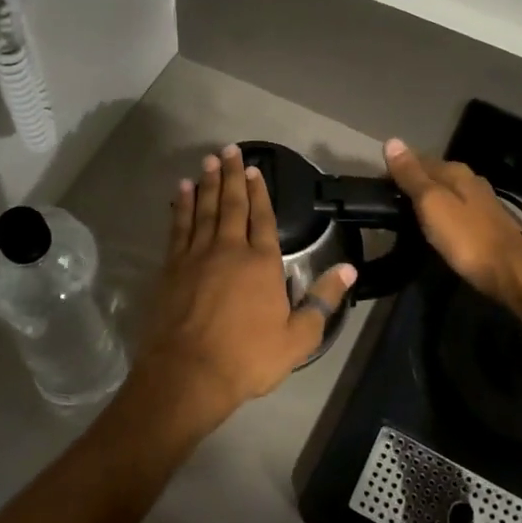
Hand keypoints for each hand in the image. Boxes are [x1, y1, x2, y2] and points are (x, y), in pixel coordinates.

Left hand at [131, 144, 355, 426]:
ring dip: (207, 183)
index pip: (263, 218)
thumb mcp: (298, 338)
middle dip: (231, 175)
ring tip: (208, 160)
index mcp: (261, 263)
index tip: (256, 170)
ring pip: (203, 209)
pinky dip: (181, 207)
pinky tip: (181, 192)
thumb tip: (349, 270)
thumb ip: (322, 301)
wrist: (188, 373)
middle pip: (231, 204)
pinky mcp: (172, 267)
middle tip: (229, 149)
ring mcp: (196, 256)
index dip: (260, 193)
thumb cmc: (248, 358)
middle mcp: (228, 249)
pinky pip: (178, 227)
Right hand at [384, 137, 521, 308]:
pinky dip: (442, 214)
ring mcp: (482, 203)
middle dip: (412, 184)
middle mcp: (471, 181)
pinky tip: (435, 227)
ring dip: (428, 200)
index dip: (397, 170)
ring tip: (407, 215)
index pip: (418, 160)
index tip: (378, 187)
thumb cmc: (466, 238)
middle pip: (434, 176)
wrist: (510, 273)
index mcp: (456, 172)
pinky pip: (456, 211)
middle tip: (389, 203)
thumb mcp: (431, 203)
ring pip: (446, 193)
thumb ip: (411, 175)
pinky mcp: (487, 224)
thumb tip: (392, 141)